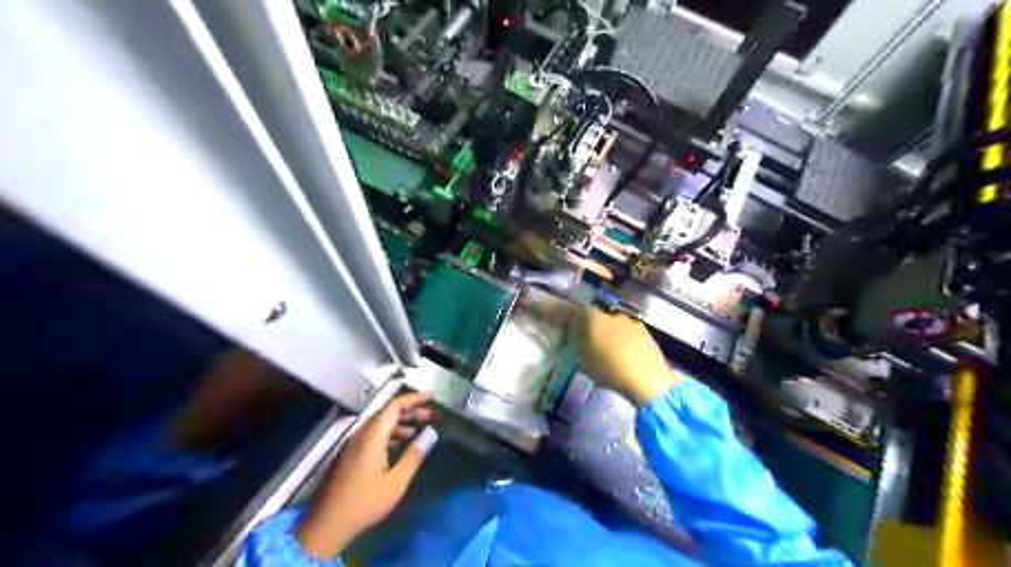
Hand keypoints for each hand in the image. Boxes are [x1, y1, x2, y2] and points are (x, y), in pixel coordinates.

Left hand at [293, 390, 433, 558]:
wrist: (327, 524)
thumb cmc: (365, 502)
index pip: (394, 406)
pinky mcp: (350, 454)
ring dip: (400, 423)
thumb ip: (414, 455)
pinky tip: (400, 444)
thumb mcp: (396, 481)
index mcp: (372, 436)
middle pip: (387, 412)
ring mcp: (353, 443)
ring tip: (418, 430)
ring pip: (380, 424)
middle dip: (409, 410)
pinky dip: (390, 433)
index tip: (431, 398)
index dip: (414, 399)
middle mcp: (361, 434)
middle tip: (429, 415)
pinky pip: (373, 434)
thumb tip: (431, 434)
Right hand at [520, 291, 678, 405]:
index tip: (538, 306)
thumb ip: (574, 343)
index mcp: (591, 319)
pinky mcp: (642, 330)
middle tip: (577, 335)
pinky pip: (623, 330)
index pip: (567, 311)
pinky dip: (617, 337)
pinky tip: (619, 350)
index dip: (552, 310)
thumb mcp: (583, 360)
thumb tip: (570, 334)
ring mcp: (628, 320)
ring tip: (601, 347)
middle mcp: (609, 314)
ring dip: (602, 330)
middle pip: (589, 315)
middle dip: (581, 322)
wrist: (648, 378)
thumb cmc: (610, 370)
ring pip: (608, 322)